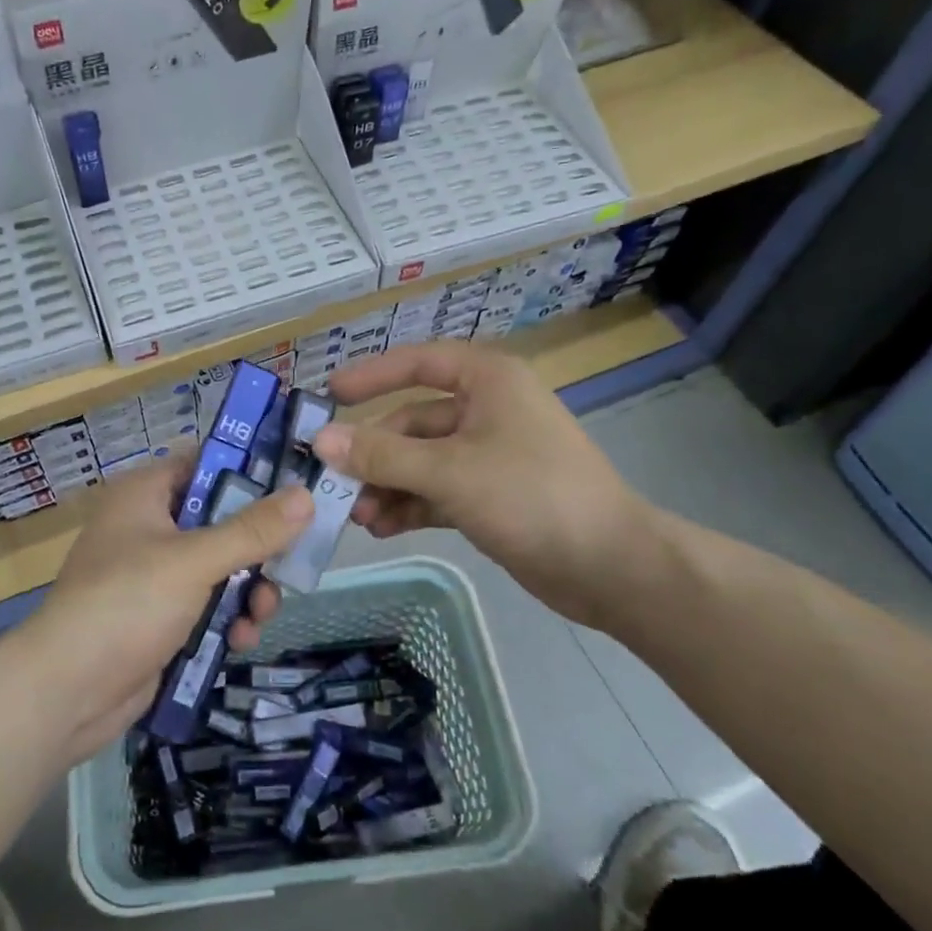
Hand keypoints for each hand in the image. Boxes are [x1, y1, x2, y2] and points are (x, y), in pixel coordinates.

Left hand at [2, 457, 312, 762]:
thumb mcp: (193, 561)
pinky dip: (227, 619)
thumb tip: (305, 495)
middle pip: (220, 521)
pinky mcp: (160, 618)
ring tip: (262, 614)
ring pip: (220, 568)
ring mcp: (154, 576)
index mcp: (145, 494)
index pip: (205, 464)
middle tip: (290, 563)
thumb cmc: (126, 603)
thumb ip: (251, 531)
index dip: (250, 472)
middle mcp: (149, 527)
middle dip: (256, 548)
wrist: (67, 692)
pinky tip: (241, 640)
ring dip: (247, 591)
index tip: (296, 485)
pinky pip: (207, 606)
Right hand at [312, 340, 652, 624]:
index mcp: (487, 381)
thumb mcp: (449, 471)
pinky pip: (435, 491)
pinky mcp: (490, 495)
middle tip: (334, 483)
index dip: (371, 375)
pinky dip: (409, 506)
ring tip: (357, 517)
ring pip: (420, 461)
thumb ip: (382, 455)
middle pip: (412, 421)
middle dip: (375, 454)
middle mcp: (486, 410)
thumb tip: (320, 440)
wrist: (611, 567)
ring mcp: (488, 455)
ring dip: (387, 485)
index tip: (329, 394)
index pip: (418, 362)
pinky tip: (382, 529)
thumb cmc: (532, 496)